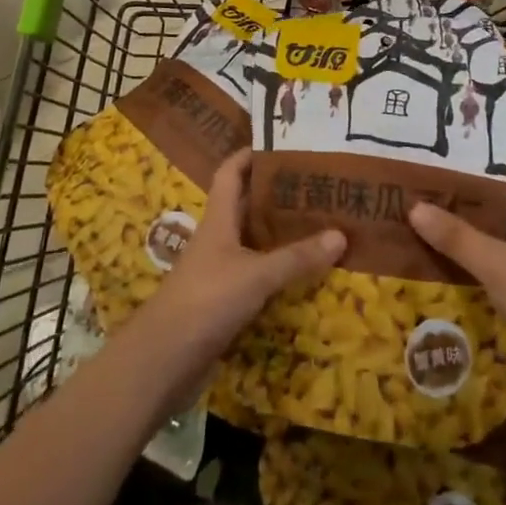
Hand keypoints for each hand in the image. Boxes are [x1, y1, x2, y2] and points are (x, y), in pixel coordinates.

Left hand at [139, 149, 346, 387]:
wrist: (163, 361)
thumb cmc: (206, 301)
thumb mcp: (256, 275)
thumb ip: (297, 257)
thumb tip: (341, 234)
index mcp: (218, 219)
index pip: (231, 172)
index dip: (250, 154)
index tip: (281, 143)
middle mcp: (218, 238)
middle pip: (246, 204)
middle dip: (277, 192)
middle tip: (316, 183)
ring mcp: (219, 270)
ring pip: (254, 240)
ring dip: (280, 232)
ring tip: (320, 221)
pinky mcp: (224, 300)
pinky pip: (257, 273)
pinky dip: (278, 268)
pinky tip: (304, 271)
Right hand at [408, 140, 505, 408]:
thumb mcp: (496, 265)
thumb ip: (456, 237)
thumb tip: (414, 206)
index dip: (493, 136)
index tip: (455, 127)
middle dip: (469, 174)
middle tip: (427, 161)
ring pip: (500, 218)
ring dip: (469, 210)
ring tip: (426, 197)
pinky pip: (499, 248)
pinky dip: (474, 242)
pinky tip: (444, 246)